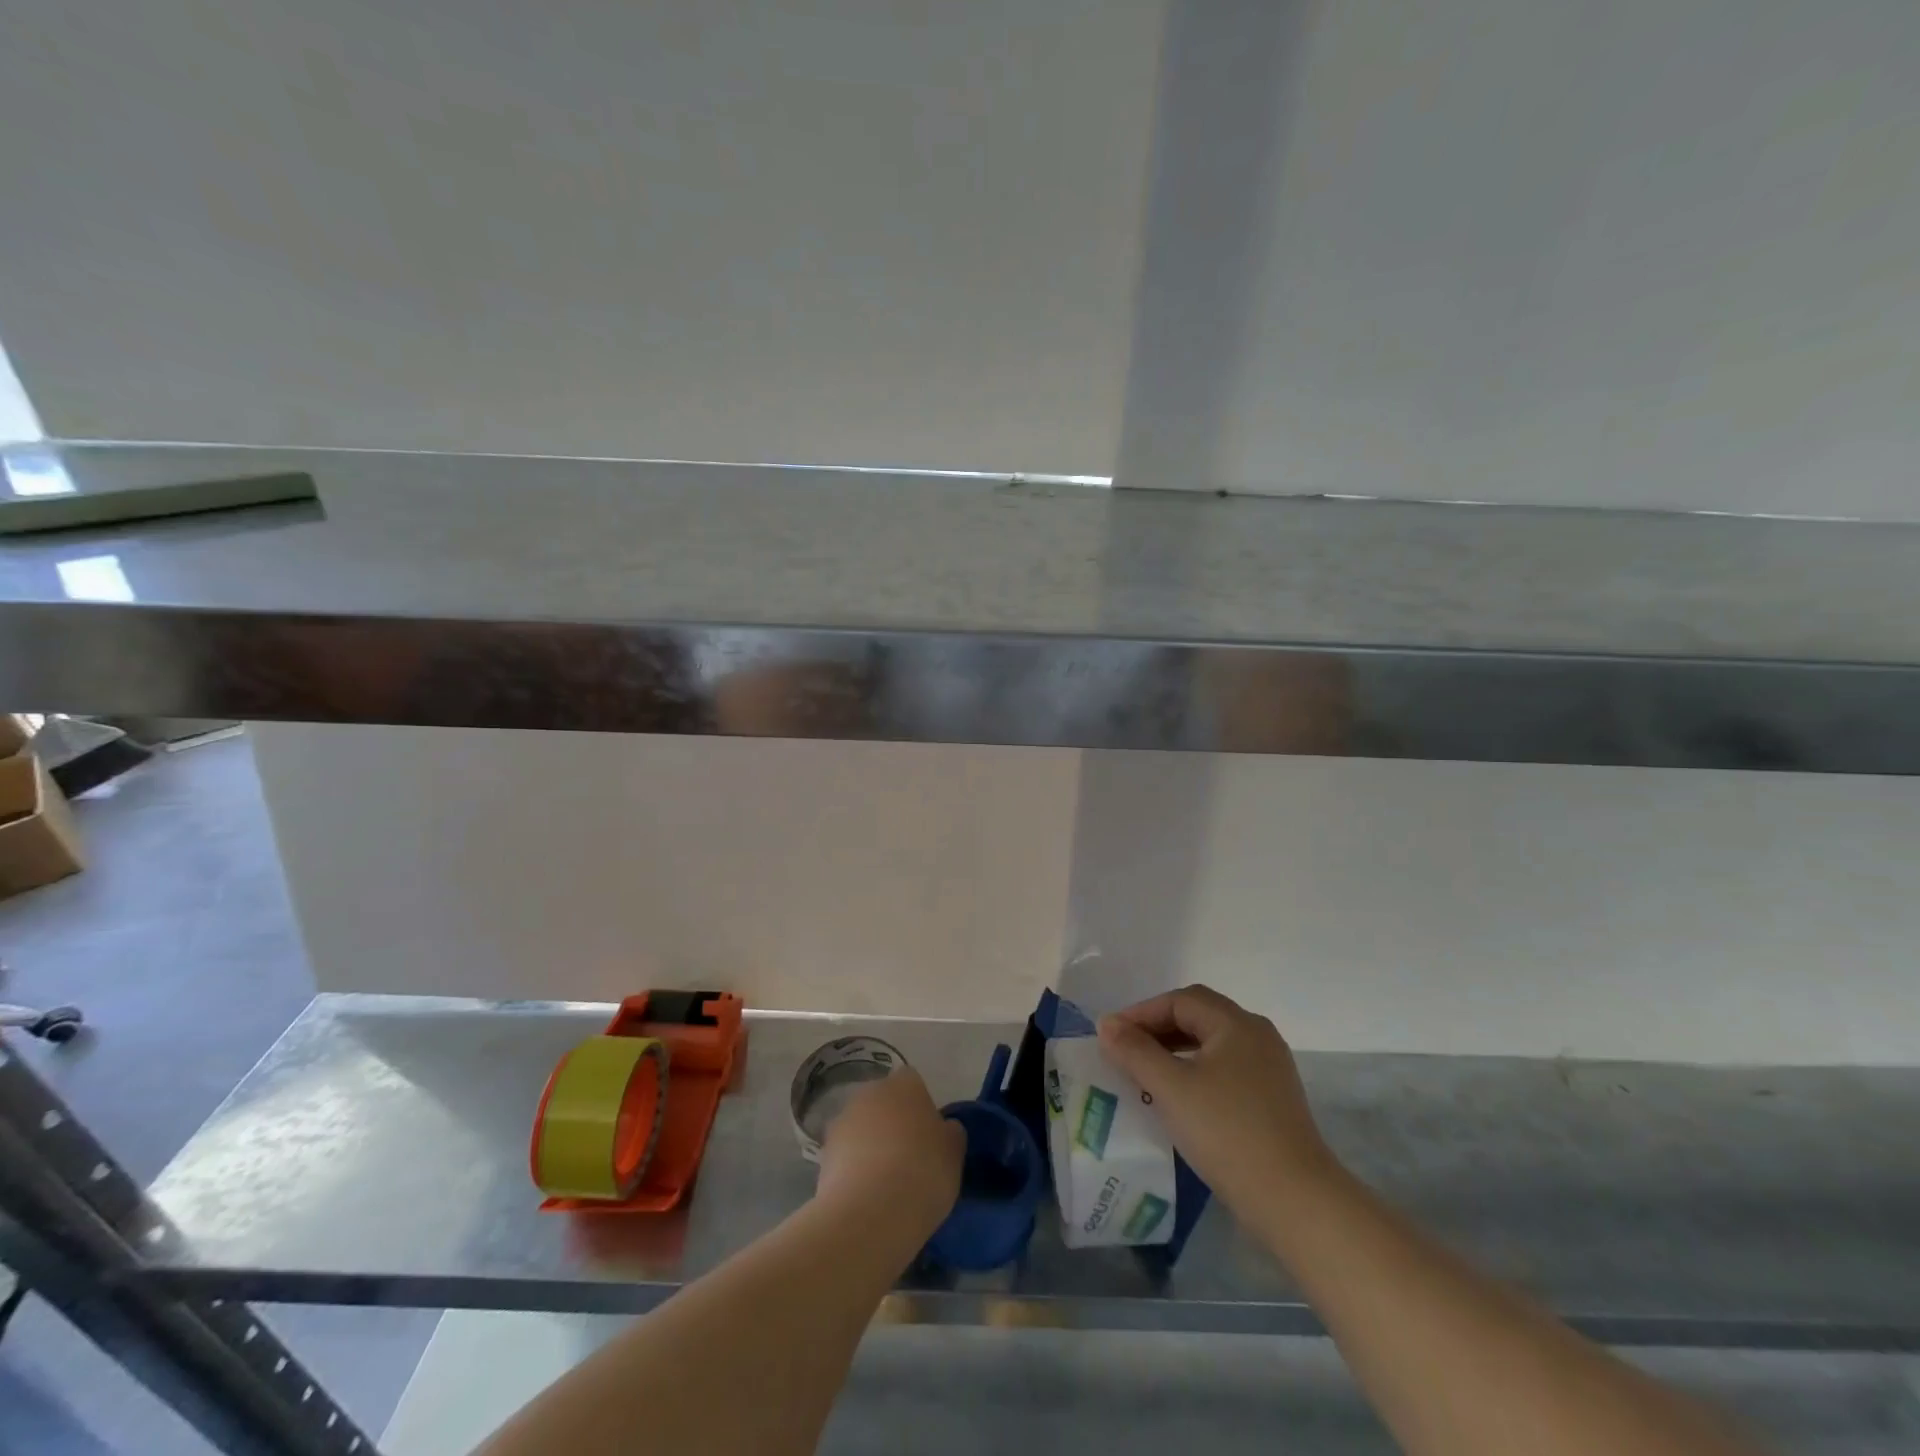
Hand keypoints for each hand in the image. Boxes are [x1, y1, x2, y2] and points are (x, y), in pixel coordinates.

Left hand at [816, 1068, 963, 1238]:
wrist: (870, 1212)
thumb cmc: (923, 1172)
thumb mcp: (953, 1153)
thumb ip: (949, 1133)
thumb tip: (943, 1129)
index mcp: (905, 1084)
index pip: (913, 1084)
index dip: (921, 1109)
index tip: (928, 1138)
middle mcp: (870, 1092)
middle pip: (884, 1103)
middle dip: (892, 1124)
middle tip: (908, 1159)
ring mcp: (843, 1121)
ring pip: (862, 1128)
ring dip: (870, 1146)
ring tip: (884, 1184)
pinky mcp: (822, 1153)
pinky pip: (845, 1155)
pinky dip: (853, 1169)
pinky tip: (865, 1197)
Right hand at [1098, 985, 1337, 1217]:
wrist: (1295, 1201)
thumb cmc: (1227, 1133)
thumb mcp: (1171, 1088)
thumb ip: (1135, 1051)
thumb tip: (1106, 1024)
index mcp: (1236, 1024)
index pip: (1179, 1001)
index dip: (1141, 1013)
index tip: (1111, 1036)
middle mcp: (1257, 1035)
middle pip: (1198, 1016)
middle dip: (1157, 1029)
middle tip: (1124, 1050)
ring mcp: (1269, 1068)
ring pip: (1212, 1044)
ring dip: (1175, 1050)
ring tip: (1145, 1073)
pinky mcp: (1273, 1098)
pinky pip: (1225, 1068)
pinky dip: (1196, 1071)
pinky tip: (1179, 1097)